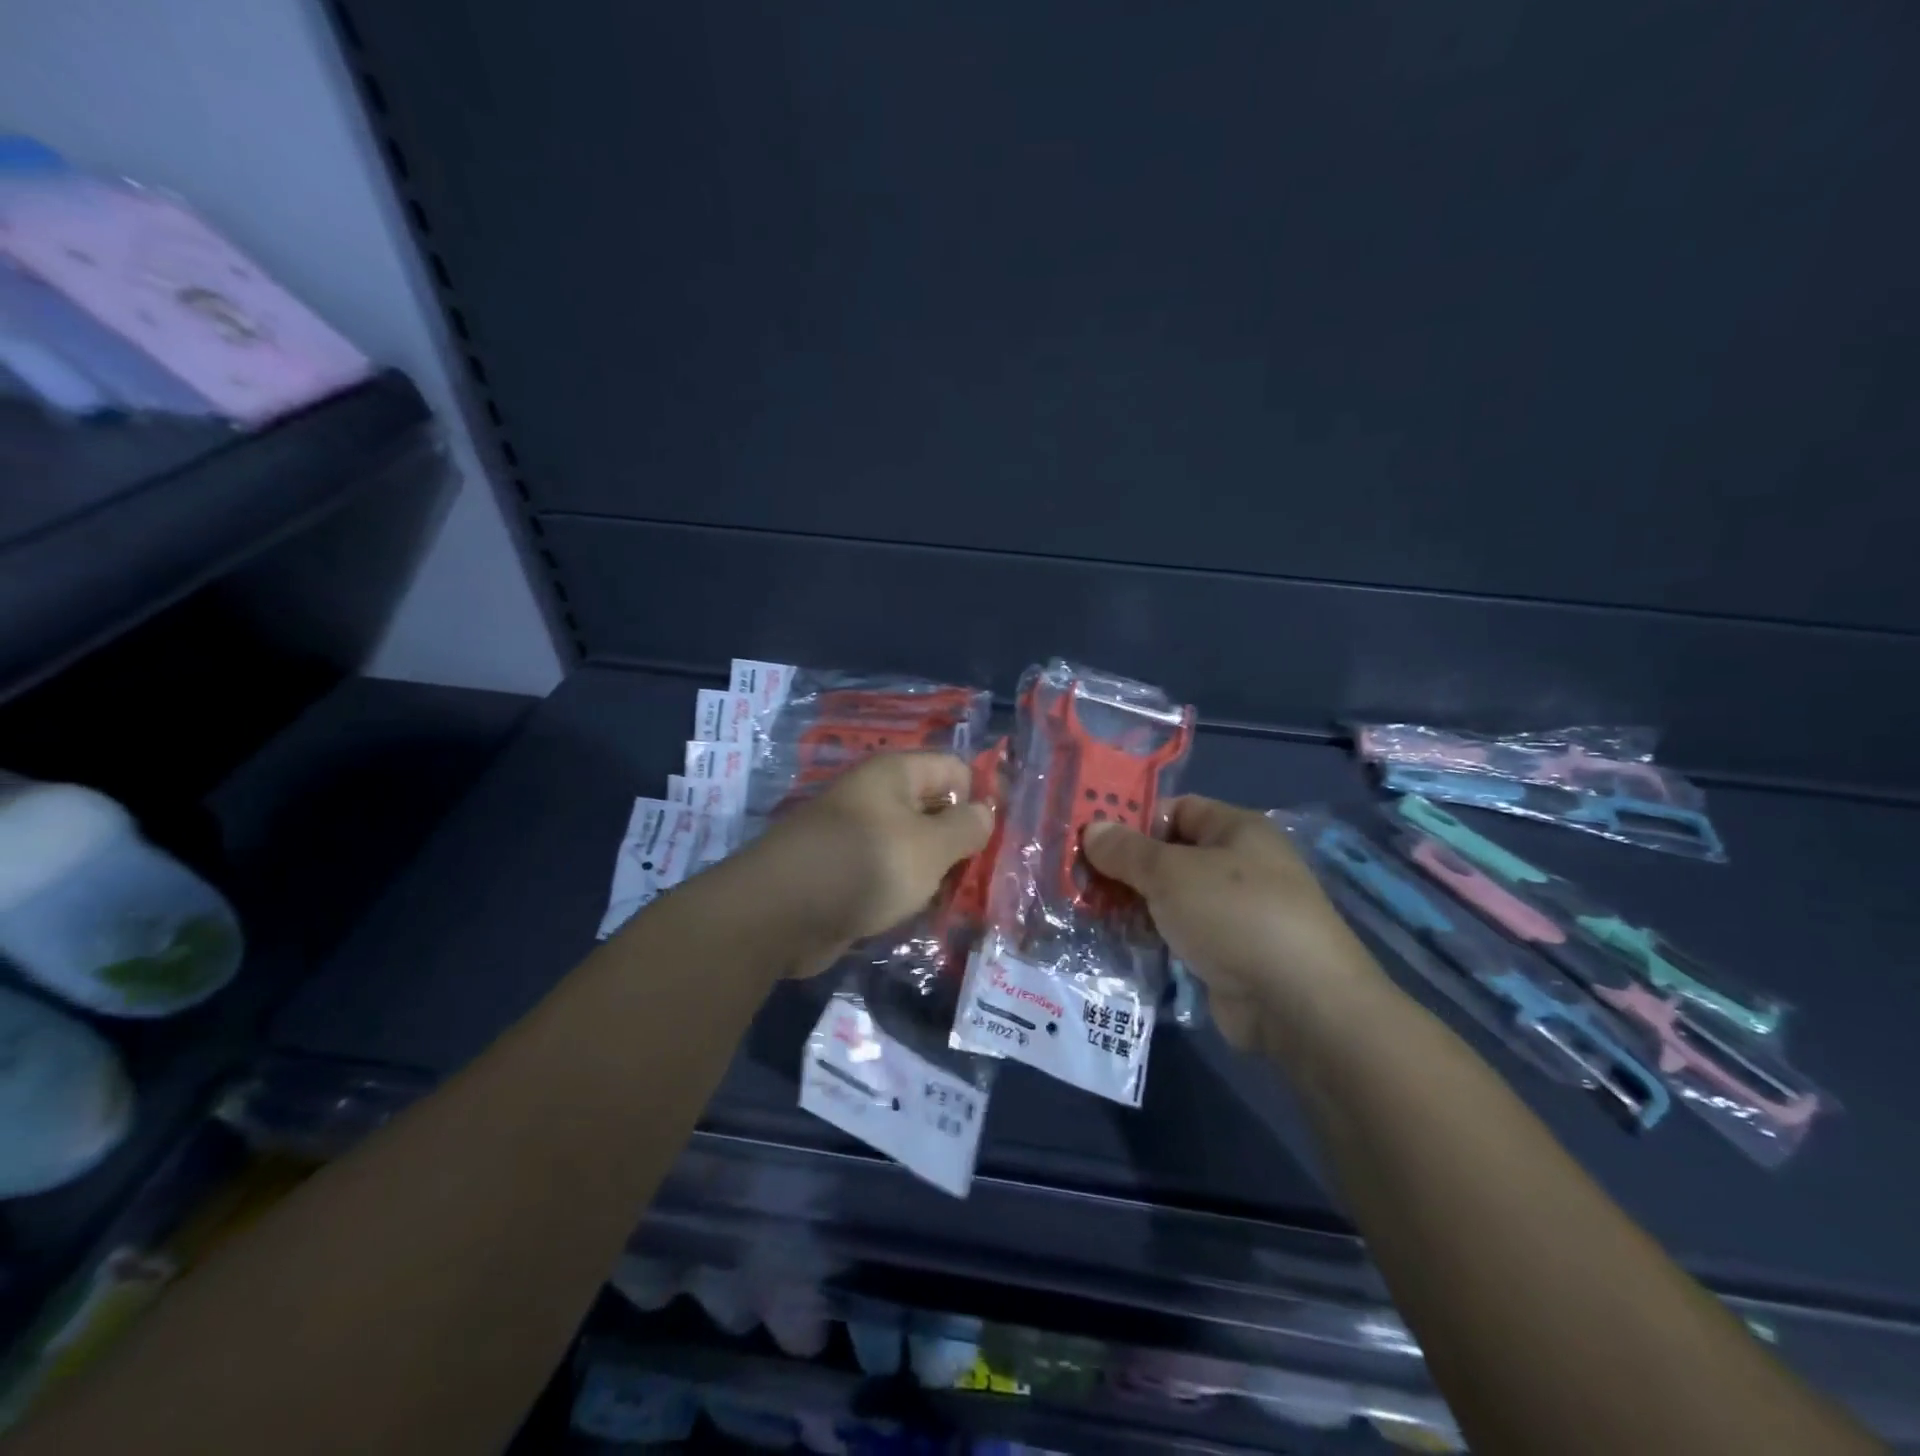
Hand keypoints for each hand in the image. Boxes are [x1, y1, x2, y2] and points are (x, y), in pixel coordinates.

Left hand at [744, 752, 994, 976]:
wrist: (780, 913)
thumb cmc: (865, 865)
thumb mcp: (930, 846)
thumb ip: (966, 827)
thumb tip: (984, 811)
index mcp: (895, 773)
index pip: (955, 769)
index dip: (980, 798)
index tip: (996, 840)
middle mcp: (876, 797)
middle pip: (934, 809)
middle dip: (960, 842)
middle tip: (983, 878)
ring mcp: (858, 836)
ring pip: (913, 847)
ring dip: (936, 873)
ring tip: (959, 903)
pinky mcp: (846, 872)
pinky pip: (889, 873)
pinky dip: (907, 891)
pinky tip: (924, 915)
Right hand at [1084, 797, 1385, 1053]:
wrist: (1298, 1003)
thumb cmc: (1234, 915)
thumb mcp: (1170, 873)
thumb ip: (1126, 850)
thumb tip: (1091, 829)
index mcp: (1235, 829)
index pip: (1175, 809)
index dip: (1133, 819)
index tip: (1090, 838)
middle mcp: (1238, 865)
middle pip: (1169, 855)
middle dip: (1125, 867)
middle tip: (1079, 880)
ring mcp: (1234, 912)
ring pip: (1170, 898)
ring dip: (1133, 905)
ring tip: (1087, 913)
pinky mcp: (1228, 953)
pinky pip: (1180, 934)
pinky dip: (1151, 936)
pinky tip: (1116, 942)